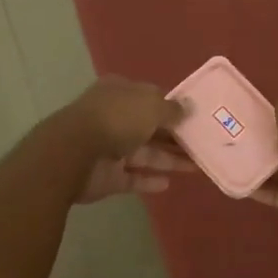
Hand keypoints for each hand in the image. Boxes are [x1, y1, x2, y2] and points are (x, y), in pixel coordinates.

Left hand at [57, 78, 194, 203]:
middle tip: (203, 144)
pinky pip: (132, 177)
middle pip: (150, 127)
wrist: (74, 154)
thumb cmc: (116, 119)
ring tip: (196, 166)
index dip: (172, 107)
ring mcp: (109, 148)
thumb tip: (188, 109)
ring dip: (169, 159)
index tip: (195, 117)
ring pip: (145, 154)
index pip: (151, 97)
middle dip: (175, 136)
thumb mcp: (151, 106)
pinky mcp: (107, 176)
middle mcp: (114, 118)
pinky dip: (149, 180)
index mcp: (120, 93)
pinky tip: (169, 184)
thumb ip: (172, 109)